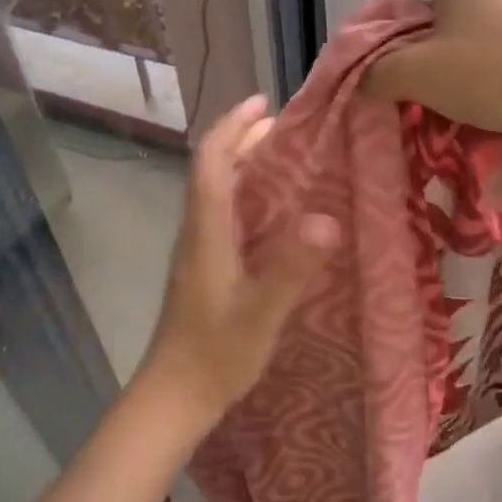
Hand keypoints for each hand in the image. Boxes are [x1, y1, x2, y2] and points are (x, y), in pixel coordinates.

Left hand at [139, 96, 337, 423]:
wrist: (175, 397)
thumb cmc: (215, 355)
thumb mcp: (260, 313)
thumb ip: (290, 268)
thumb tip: (327, 218)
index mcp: (207, 232)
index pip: (211, 162)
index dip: (233, 127)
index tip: (264, 104)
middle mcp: (198, 233)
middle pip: (213, 170)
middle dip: (244, 140)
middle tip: (288, 128)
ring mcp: (200, 252)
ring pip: (218, 192)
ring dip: (246, 165)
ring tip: (288, 158)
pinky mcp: (207, 269)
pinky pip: (227, 215)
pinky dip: (250, 196)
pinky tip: (279, 213)